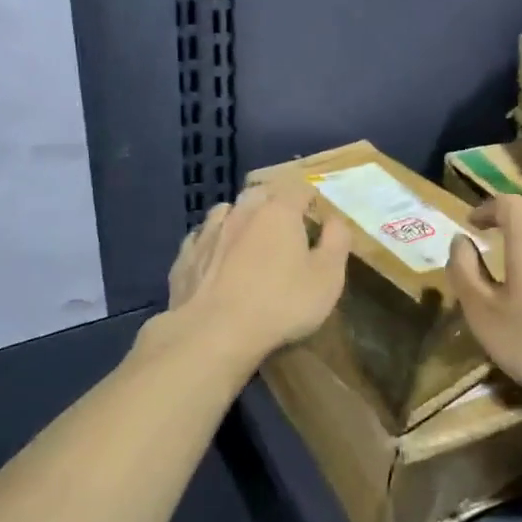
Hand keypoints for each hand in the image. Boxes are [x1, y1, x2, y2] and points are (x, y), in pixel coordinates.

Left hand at [164, 183, 351, 365]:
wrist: (214, 333)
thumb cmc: (281, 304)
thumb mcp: (328, 277)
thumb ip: (337, 242)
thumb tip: (335, 220)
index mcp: (278, 211)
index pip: (298, 187)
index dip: (310, 199)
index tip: (317, 217)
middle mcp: (241, 212)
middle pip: (259, 193)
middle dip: (274, 203)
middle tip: (285, 227)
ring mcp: (208, 232)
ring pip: (226, 211)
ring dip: (239, 218)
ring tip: (248, 239)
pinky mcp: (185, 257)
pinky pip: (200, 238)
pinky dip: (212, 242)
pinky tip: (216, 259)